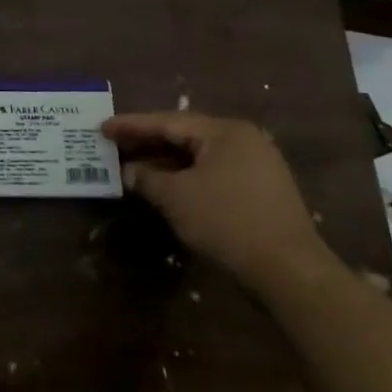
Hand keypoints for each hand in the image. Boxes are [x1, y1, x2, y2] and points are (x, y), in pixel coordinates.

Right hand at [102, 112, 333, 290]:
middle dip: (149, 142)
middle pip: (186, 135)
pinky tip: (168, 186)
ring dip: (167, 162)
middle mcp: (244, 140)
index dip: (132, 125)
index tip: (103, 126)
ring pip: (200, 156)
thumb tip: (129, 171)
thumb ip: (147, 178)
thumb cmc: (227, 221)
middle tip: (115, 143)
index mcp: (225, 132)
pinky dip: (188, 176)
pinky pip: (214, 172)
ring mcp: (258, 165)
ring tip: (135, 165)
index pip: (168, 122)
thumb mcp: (176, 198)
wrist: (288, 270)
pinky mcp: (262, 190)